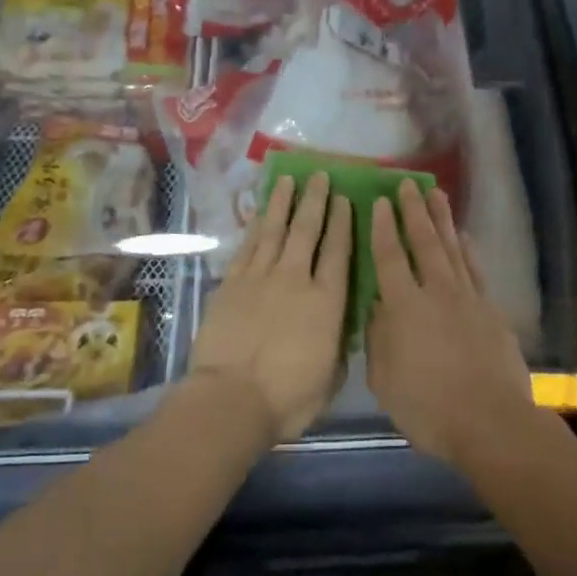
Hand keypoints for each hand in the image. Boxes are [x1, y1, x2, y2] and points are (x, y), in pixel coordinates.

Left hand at [190, 172, 350, 442]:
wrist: (231, 399)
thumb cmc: (287, 398)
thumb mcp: (331, 378)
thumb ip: (338, 346)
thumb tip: (341, 328)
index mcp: (327, 302)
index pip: (339, 252)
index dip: (343, 223)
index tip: (345, 199)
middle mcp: (296, 279)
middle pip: (307, 230)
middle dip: (315, 200)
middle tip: (319, 176)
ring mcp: (261, 278)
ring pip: (275, 230)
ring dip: (283, 203)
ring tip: (289, 180)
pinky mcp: (232, 284)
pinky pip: (248, 246)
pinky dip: (256, 226)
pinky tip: (261, 213)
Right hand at [366, 180, 531, 464]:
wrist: (492, 422)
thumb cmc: (429, 408)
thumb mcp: (385, 380)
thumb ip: (378, 338)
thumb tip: (377, 306)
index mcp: (404, 307)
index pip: (389, 257)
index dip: (383, 227)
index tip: (380, 200)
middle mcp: (436, 292)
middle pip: (423, 242)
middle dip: (414, 210)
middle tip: (408, 183)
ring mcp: (467, 298)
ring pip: (451, 248)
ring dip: (443, 219)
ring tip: (436, 194)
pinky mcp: (491, 310)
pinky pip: (475, 270)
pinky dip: (468, 250)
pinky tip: (464, 237)